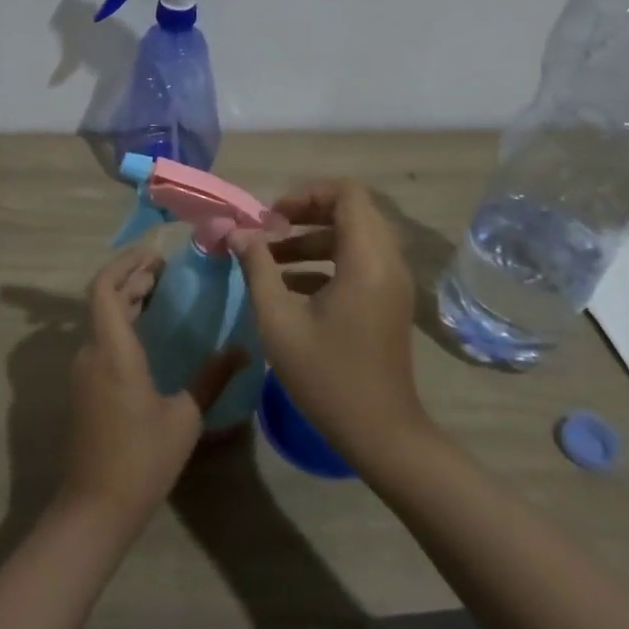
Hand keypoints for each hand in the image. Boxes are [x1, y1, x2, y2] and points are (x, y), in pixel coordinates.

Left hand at [61, 247, 247, 535]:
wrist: (94, 510)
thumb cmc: (141, 459)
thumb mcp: (184, 418)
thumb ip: (211, 378)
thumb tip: (244, 350)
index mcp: (112, 350)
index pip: (105, 287)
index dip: (125, 263)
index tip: (154, 254)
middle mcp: (91, 353)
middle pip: (104, 300)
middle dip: (132, 279)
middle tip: (166, 271)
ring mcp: (83, 372)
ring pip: (102, 320)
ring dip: (127, 301)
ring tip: (161, 294)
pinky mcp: (85, 389)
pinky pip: (101, 341)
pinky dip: (122, 325)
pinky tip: (148, 334)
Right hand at [232, 180, 429, 468]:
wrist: (382, 434)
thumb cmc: (327, 376)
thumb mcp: (279, 321)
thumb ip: (257, 268)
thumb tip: (237, 233)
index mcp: (366, 259)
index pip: (347, 193)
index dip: (306, 194)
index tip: (272, 217)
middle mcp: (387, 261)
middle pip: (351, 211)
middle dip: (306, 214)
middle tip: (269, 231)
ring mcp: (392, 282)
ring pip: (353, 237)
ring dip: (312, 239)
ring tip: (269, 258)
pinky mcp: (389, 301)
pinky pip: (359, 261)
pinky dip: (326, 262)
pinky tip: (289, 285)